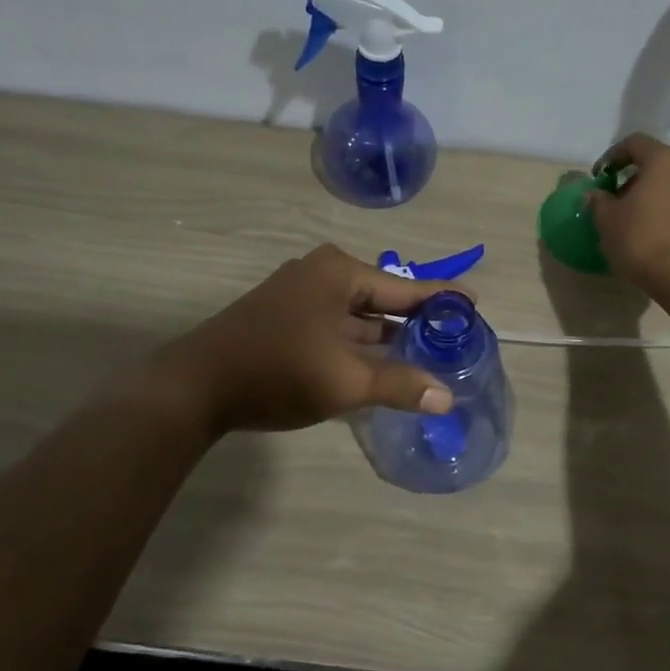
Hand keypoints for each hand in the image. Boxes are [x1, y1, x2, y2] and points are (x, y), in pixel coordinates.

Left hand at [154, 245, 463, 435]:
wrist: (195, 387)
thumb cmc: (277, 371)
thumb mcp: (345, 380)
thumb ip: (399, 384)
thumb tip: (446, 397)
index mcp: (339, 273)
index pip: (406, 287)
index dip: (442, 299)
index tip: (474, 303)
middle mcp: (321, 274)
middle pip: (382, 299)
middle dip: (414, 323)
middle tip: (452, 341)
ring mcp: (298, 295)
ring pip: (357, 317)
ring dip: (386, 338)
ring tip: (424, 358)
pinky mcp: (284, 318)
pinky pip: (336, 327)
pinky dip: (359, 345)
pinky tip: (379, 366)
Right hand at [588, 134, 669, 299]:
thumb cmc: (640, 241)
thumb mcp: (607, 220)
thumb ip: (598, 201)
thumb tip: (596, 195)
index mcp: (664, 161)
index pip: (635, 143)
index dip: (612, 156)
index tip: (598, 177)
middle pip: (656, 163)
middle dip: (633, 177)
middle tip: (614, 199)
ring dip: (652, 194)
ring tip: (634, 217)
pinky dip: (667, 209)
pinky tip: (654, 232)